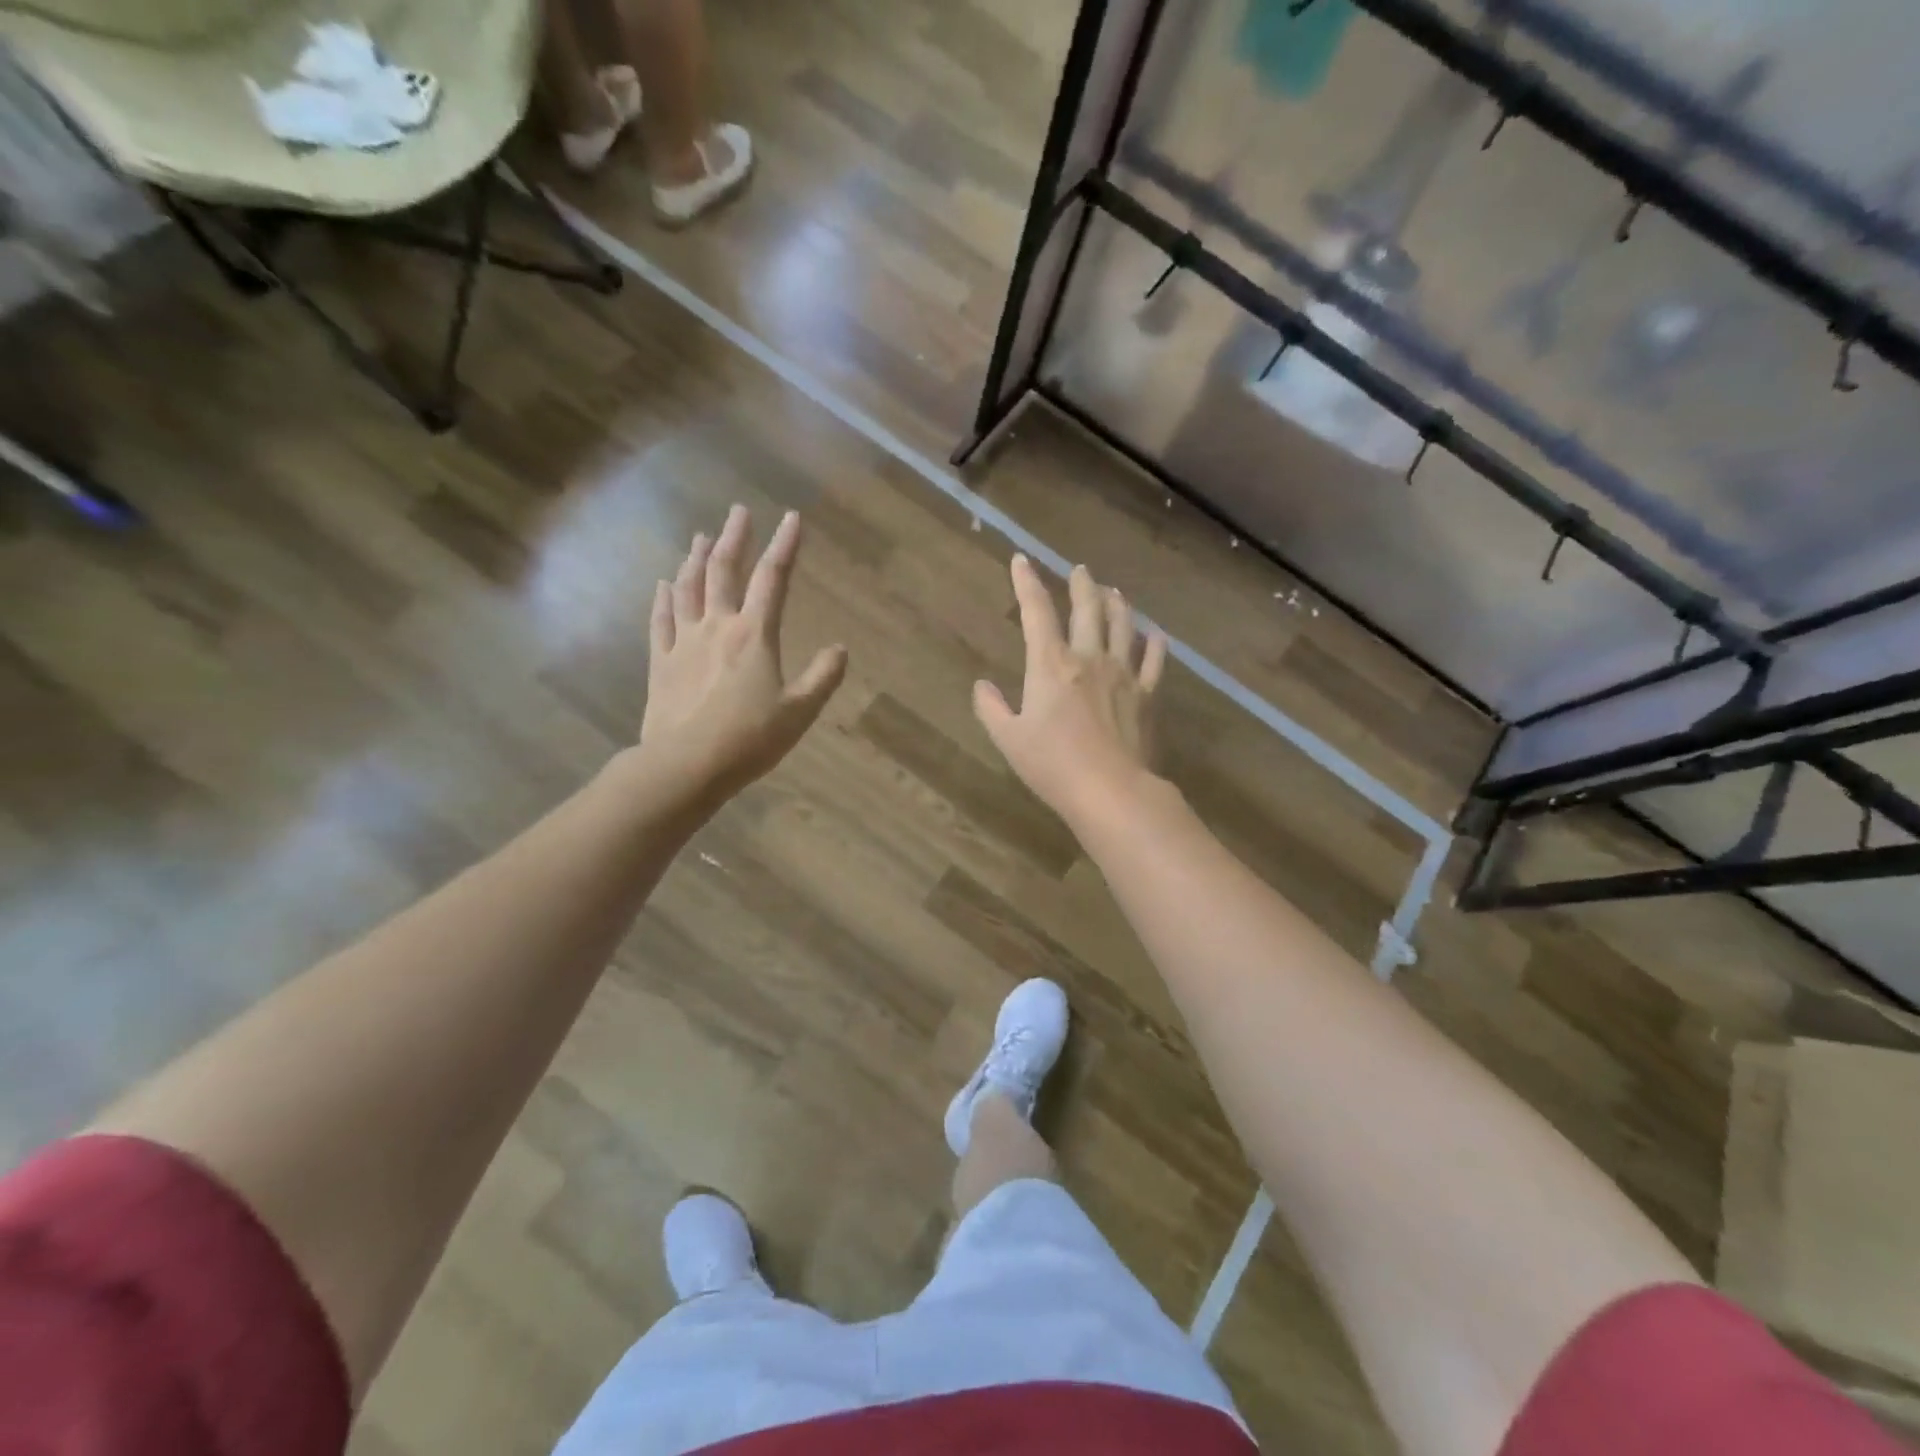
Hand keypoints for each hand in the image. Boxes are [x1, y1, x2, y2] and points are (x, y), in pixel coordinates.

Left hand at [638, 506, 847, 805]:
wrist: (685, 765)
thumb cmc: (749, 739)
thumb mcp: (799, 712)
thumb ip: (822, 678)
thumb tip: (840, 650)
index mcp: (754, 635)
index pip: (773, 579)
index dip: (784, 546)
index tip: (791, 518)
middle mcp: (717, 627)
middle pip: (724, 571)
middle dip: (733, 538)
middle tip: (737, 512)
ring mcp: (683, 642)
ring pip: (688, 588)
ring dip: (695, 559)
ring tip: (700, 537)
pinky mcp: (660, 663)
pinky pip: (660, 621)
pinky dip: (663, 598)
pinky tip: (663, 584)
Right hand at [974, 555, 1167, 829]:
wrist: (1111, 790)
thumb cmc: (1052, 765)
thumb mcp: (1008, 739)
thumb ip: (991, 708)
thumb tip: (982, 686)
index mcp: (1051, 664)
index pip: (1036, 611)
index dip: (1027, 582)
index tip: (1021, 560)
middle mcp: (1089, 657)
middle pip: (1088, 608)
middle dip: (1081, 585)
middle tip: (1080, 570)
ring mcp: (1123, 674)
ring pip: (1123, 625)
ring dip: (1117, 603)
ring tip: (1113, 591)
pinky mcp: (1147, 695)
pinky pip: (1154, 660)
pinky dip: (1154, 643)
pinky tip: (1154, 634)